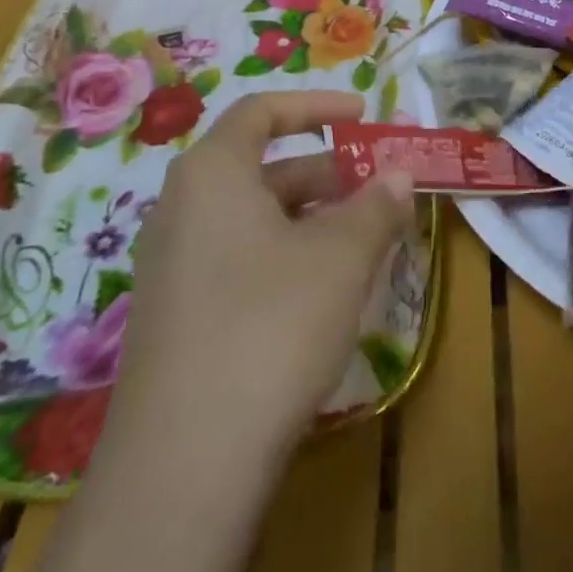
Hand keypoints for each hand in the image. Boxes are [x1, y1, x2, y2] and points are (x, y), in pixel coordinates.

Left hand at [113, 91, 414, 450]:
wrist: (186, 465)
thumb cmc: (271, 324)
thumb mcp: (342, 255)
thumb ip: (376, 204)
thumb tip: (399, 173)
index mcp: (212, 173)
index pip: (263, 111)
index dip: (317, 106)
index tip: (364, 116)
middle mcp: (181, 209)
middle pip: (263, 167)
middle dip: (328, 172)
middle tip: (381, 188)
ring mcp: (173, 267)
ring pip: (255, 218)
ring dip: (313, 218)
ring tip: (367, 238)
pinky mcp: (177, 318)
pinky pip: (239, 259)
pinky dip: (287, 255)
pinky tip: (326, 289)